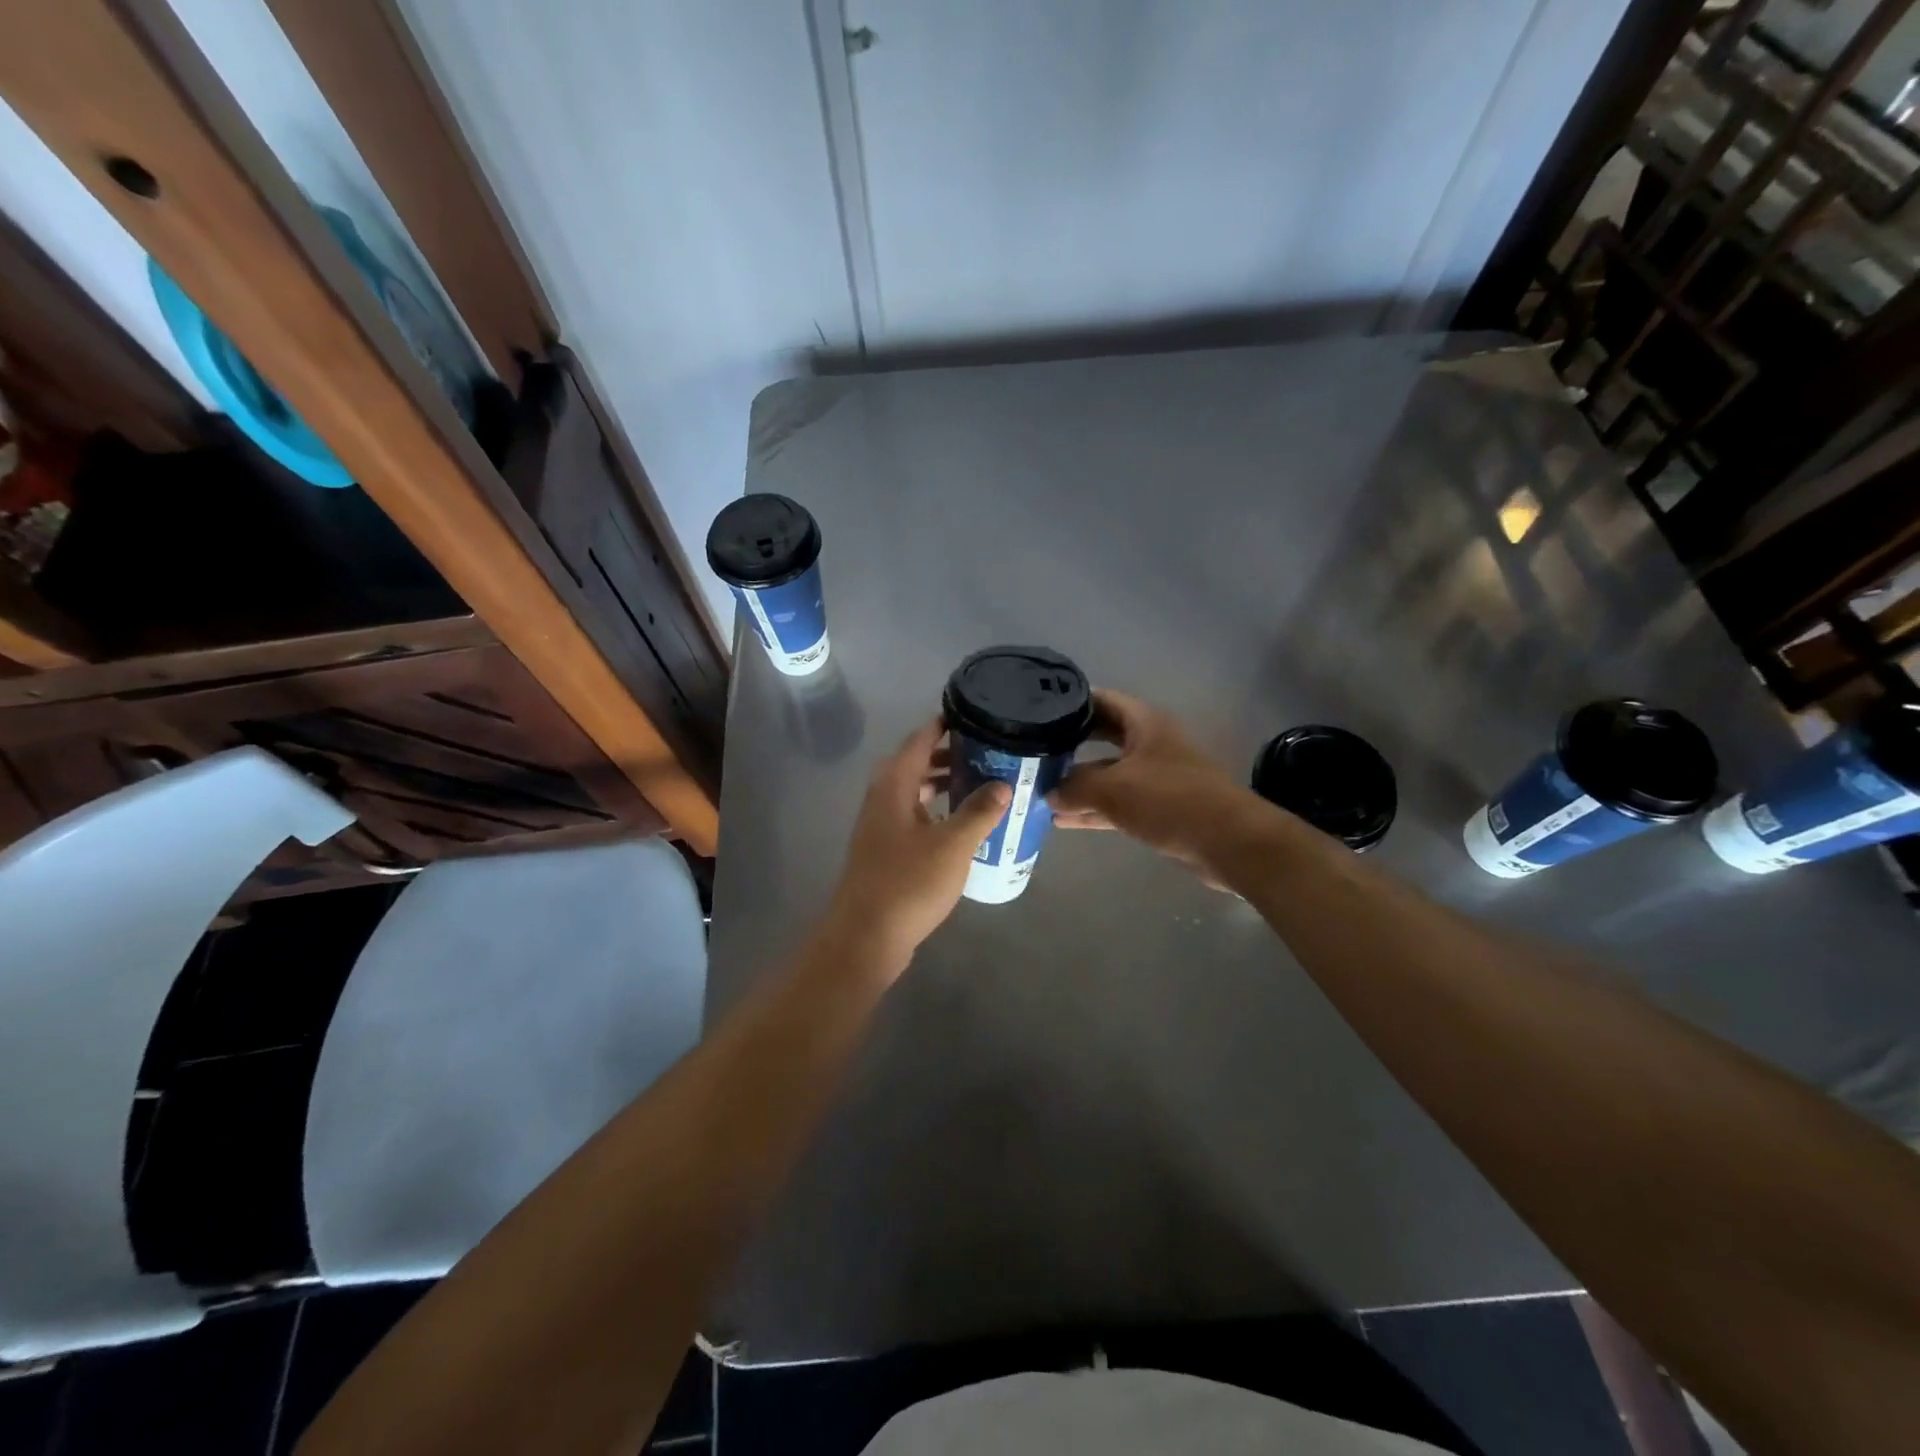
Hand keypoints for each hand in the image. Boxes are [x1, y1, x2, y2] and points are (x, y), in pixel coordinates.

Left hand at [826, 718, 1011, 965]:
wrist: (865, 938)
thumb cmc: (908, 883)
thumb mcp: (953, 844)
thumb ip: (979, 811)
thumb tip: (1003, 784)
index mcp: (893, 786)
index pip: (918, 741)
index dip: (942, 725)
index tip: (972, 714)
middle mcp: (882, 799)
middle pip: (914, 764)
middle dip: (948, 755)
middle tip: (985, 751)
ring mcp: (880, 827)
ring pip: (913, 793)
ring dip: (942, 785)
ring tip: (980, 783)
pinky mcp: (885, 852)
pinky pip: (914, 817)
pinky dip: (936, 811)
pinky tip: (961, 825)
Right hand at [1048, 689, 1247, 879]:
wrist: (1228, 842)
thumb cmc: (1170, 800)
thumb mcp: (1113, 789)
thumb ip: (1075, 787)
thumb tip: (1049, 792)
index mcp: (1144, 723)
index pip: (1101, 700)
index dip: (1070, 703)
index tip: (1037, 711)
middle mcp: (1149, 743)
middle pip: (1101, 737)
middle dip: (1069, 746)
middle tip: (1033, 751)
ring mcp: (1154, 776)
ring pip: (1107, 774)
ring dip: (1077, 783)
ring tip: (1037, 791)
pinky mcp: (1157, 807)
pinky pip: (1117, 802)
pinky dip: (1093, 809)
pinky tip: (1062, 820)